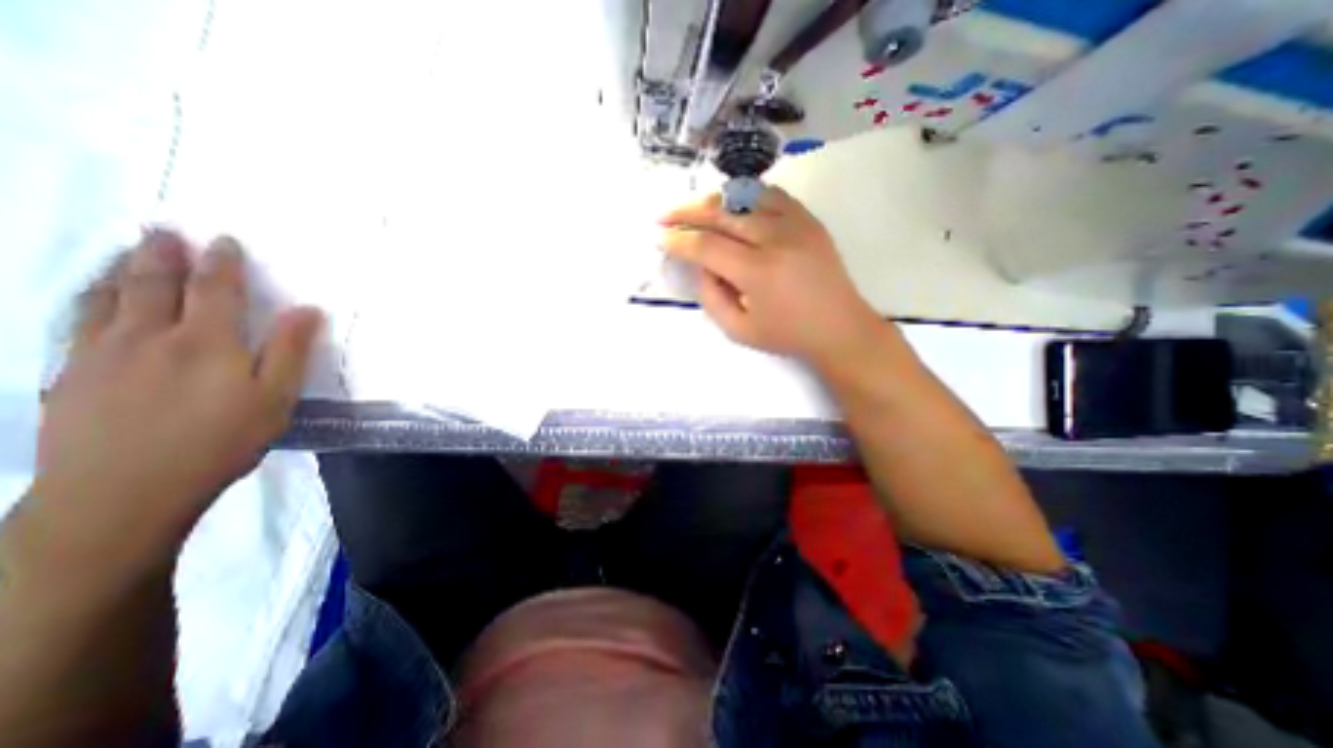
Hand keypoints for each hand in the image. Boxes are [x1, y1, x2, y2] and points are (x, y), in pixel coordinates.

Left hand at [33, 230, 324, 548]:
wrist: (124, 491)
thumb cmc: (220, 441)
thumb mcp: (274, 398)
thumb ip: (290, 351)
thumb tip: (308, 311)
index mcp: (206, 342)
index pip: (216, 290)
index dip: (221, 263)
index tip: (223, 240)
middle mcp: (149, 336)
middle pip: (153, 284)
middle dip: (162, 254)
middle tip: (163, 229)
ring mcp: (101, 353)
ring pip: (107, 297)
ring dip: (120, 269)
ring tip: (127, 251)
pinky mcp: (71, 375)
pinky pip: (78, 321)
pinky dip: (89, 298)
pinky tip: (94, 298)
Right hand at [659, 183, 880, 366]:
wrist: (839, 326)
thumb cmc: (786, 334)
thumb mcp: (738, 330)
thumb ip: (710, 297)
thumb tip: (699, 265)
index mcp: (757, 272)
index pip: (706, 246)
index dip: (678, 240)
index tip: (659, 238)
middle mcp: (776, 239)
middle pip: (721, 214)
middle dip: (686, 213)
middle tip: (664, 216)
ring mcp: (796, 223)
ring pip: (743, 197)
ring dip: (712, 201)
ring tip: (693, 209)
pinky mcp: (808, 218)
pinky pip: (770, 194)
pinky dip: (744, 195)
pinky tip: (731, 204)